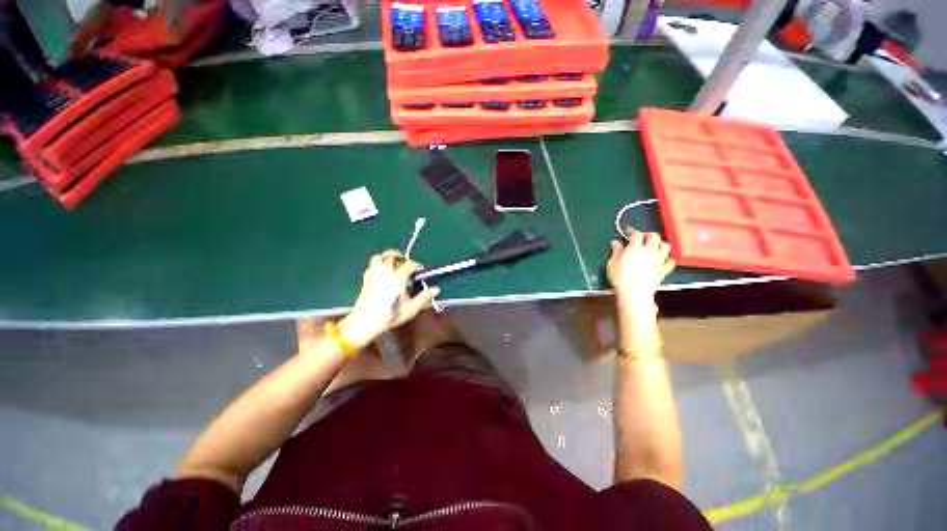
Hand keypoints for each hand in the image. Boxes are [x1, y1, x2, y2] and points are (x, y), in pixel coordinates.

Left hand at [339, 250, 439, 348]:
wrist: (364, 322)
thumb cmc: (390, 315)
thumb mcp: (410, 309)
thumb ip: (424, 298)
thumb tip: (436, 289)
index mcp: (398, 278)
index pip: (409, 264)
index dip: (417, 265)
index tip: (421, 270)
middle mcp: (385, 272)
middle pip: (392, 256)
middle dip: (400, 256)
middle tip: (406, 262)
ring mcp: (374, 274)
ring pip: (379, 257)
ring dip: (386, 257)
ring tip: (393, 264)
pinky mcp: (366, 279)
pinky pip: (371, 265)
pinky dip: (378, 265)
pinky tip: (382, 273)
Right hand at [606, 232, 674, 315]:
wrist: (635, 293)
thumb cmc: (620, 277)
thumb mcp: (612, 263)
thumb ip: (616, 251)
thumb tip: (616, 242)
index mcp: (635, 247)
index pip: (637, 234)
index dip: (632, 231)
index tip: (628, 232)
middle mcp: (650, 251)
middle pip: (655, 236)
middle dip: (648, 235)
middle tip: (642, 239)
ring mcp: (659, 260)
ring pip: (666, 246)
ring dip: (660, 245)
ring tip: (653, 248)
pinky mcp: (664, 270)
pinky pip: (671, 261)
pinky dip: (667, 259)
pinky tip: (661, 261)